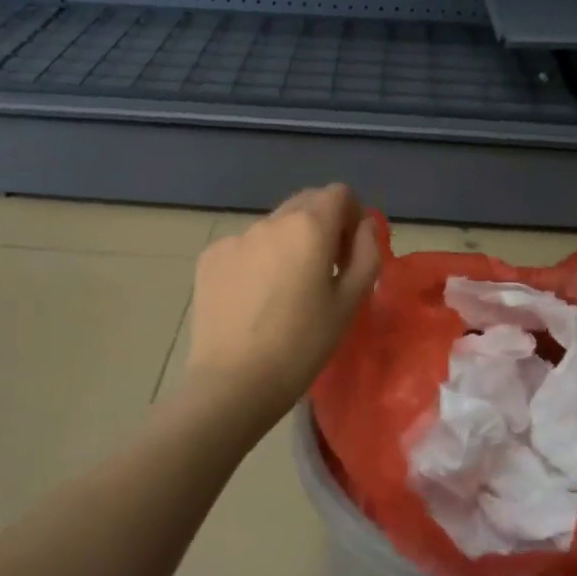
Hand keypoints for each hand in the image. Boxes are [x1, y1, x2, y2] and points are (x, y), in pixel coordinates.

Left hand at [186, 184, 382, 412]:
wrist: (234, 382)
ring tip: (285, 291)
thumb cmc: (302, 345)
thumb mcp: (349, 302)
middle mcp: (269, 221)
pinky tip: (254, 300)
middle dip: (322, 225)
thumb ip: (367, 253)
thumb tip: (367, 226)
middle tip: (325, 269)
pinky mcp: (209, 257)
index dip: (352, 216)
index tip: (350, 252)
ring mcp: (235, 238)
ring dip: (288, 244)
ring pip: (273, 227)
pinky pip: (244, 247)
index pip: (339, 194)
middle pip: (305, 203)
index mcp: (308, 227)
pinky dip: (257, 260)